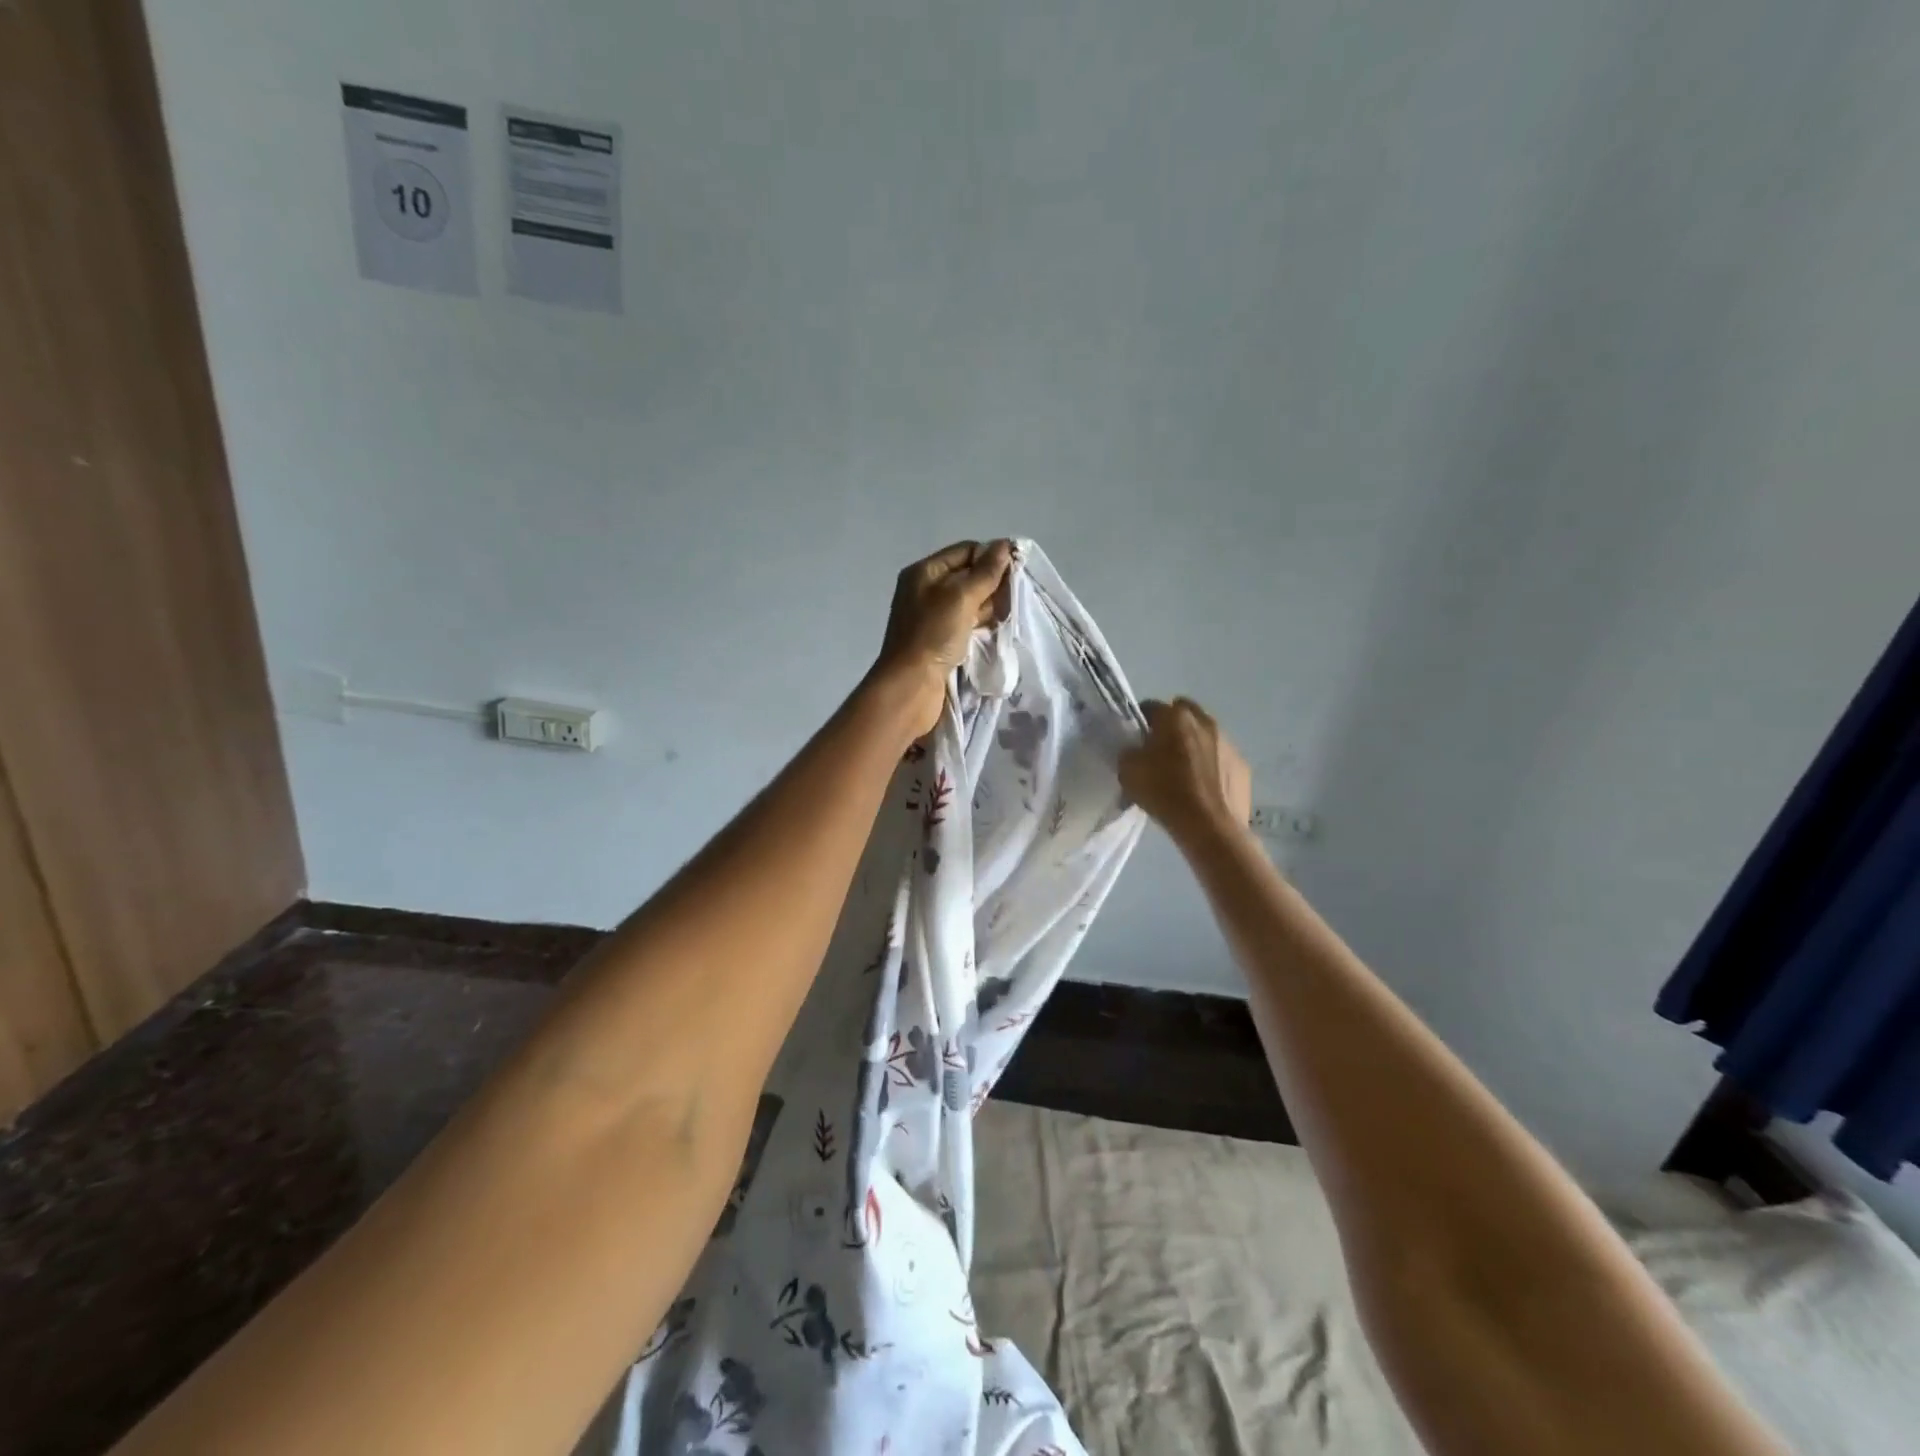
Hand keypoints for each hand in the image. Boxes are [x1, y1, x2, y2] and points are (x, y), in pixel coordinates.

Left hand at [872, 539, 1014, 737]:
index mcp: (925, 572)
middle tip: (1013, 598)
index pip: (965, 551)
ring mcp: (933, 617)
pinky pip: (967, 623)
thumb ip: (985, 572)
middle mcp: (926, 590)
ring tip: (1007, 616)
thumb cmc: (933, 635)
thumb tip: (1005, 545)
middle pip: (968, 576)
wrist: (911, 686)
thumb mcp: (961, 597)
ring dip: (990, 607)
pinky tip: (996, 630)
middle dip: (993, 584)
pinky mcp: (940, 640)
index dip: (991, 557)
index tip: (1016, 572)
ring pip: (970, 602)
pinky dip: (982, 624)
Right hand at [1119, 698, 1252, 845]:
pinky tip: (1203, 788)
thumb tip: (1137, 751)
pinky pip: (1221, 758)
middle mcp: (1205, 722)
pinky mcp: (1242, 765)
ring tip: (1184, 773)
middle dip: (1172, 727)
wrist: (1210, 828)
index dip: (1141, 722)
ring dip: (1194, 745)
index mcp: (1175, 717)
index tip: (1136, 740)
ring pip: (1205, 735)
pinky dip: (1212, 766)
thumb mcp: (1128, 772)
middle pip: (1184, 714)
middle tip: (1161, 752)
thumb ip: (1130, 753)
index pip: (1151, 707)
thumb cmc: (1165, 793)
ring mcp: (1228, 743)